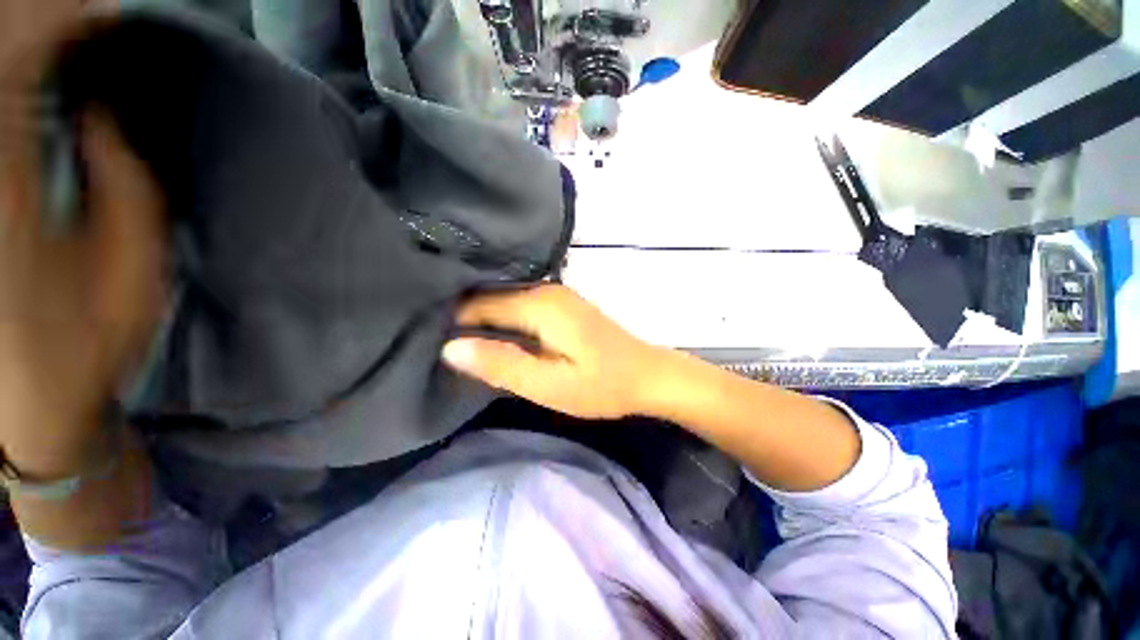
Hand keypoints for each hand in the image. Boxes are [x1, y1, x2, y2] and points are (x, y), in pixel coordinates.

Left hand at [0, 12, 165, 473]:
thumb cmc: (91, 340)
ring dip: (26, 47)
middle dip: (41, 24)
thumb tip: (103, 106)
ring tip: (73, 34)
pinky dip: (13, 79)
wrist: (32, 400)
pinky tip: (40, 72)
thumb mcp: (132, 266)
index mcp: (7, 191)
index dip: (63, 20)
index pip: (16, 64)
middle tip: (93, 19)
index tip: (109, 14)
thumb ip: (124, 181)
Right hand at [442, 285, 667, 419]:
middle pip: (489, 299)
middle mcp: (544, 289)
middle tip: (440, 348)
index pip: (477, 304)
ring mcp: (555, 295)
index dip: (451, 323)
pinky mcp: (561, 305)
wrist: (647, 375)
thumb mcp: (550, 385)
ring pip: (503, 302)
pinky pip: (520, 307)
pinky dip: (503, 321)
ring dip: (483, 322)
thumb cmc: (602, 385)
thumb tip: (450, 347)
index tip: (427, 344)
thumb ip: (502, 365)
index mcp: (540, 304)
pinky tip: (495, 339)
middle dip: (464, 321)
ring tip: (461, 346)